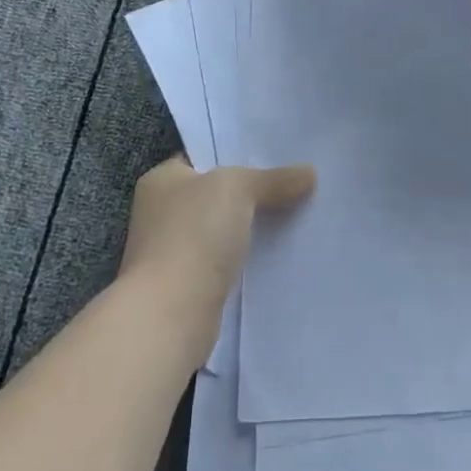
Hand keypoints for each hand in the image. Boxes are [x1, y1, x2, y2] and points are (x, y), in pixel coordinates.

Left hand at [118, 156, 314, 359]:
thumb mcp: (237, 188)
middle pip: (216, 195)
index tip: (277, 157)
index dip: (238, 155)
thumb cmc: (194, 235)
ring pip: (223, 230)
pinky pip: (226, 262)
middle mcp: (161, 213)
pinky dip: (247, 259)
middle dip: (252, 194)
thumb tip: (309, 173)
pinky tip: (278, 255)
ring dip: (251, 229)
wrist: (170, 315)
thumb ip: (273, 178)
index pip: (203, 158)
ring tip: (296, 217)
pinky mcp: (188, 286)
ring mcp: (172, 252)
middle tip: (295, 186)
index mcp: (162, 180)